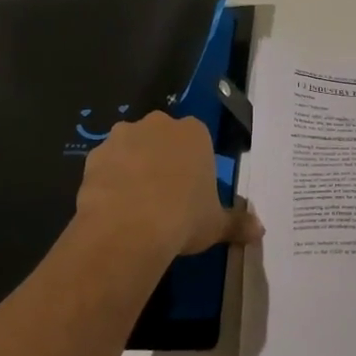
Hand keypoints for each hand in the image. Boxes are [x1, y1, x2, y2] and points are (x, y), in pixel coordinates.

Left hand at [76, 112, 261, 259]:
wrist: (129, 228)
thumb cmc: (183, 218)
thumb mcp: (216, 224)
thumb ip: (238, 223)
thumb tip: (261, 231)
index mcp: (194, 133)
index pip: (197, 140)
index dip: (193, 164)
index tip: (191, 190)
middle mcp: (159, 124)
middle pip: (162, 137)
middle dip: (162, 158)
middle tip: (164, 194)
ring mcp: (123, 135)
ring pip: (131, 147)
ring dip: (133, 165)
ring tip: (134, 202)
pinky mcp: (95, 153)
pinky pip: (105, 163)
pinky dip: (108, 179)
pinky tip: (111, 206)